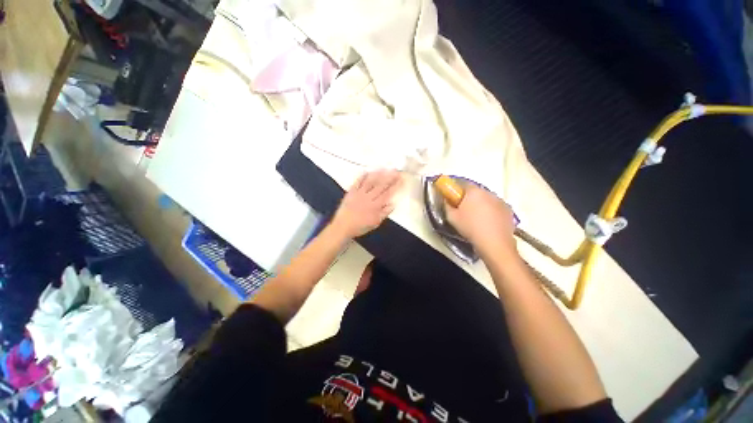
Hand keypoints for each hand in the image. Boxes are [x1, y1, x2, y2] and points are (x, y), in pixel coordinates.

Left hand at [331, 170, 401, 238]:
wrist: (343, 226)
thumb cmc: (360, 227)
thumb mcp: (375, 223)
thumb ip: (384, 213)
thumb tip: (393, 204)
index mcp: (376, 205)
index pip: (388, 193)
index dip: (396, 186)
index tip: (401, 179)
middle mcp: (369, 197)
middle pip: (381, 185)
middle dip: (390, 177)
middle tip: (396, 170)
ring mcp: (359, 193)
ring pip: (370, 182)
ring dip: (378, 174)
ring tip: (385, 168)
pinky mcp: (351, 192)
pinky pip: (357, 182)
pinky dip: (362, 176)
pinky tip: (366, 171)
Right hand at [445, 183, 516, 255]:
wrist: (494, 242)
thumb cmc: (470, 227)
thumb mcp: (452, 217)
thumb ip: (447, 206)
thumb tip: (447, 201)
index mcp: (473, 191)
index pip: (463, 184)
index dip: (457, 191)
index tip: (454, 199)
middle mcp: (488, 192)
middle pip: (476, 192)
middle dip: (470, 199)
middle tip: (464, 210)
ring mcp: (500, 201)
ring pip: (487, 200)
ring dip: (481, 205)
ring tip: (477, 219)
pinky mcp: (508, 211)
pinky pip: (496, 208)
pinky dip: (492, 212)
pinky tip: (488, 223)